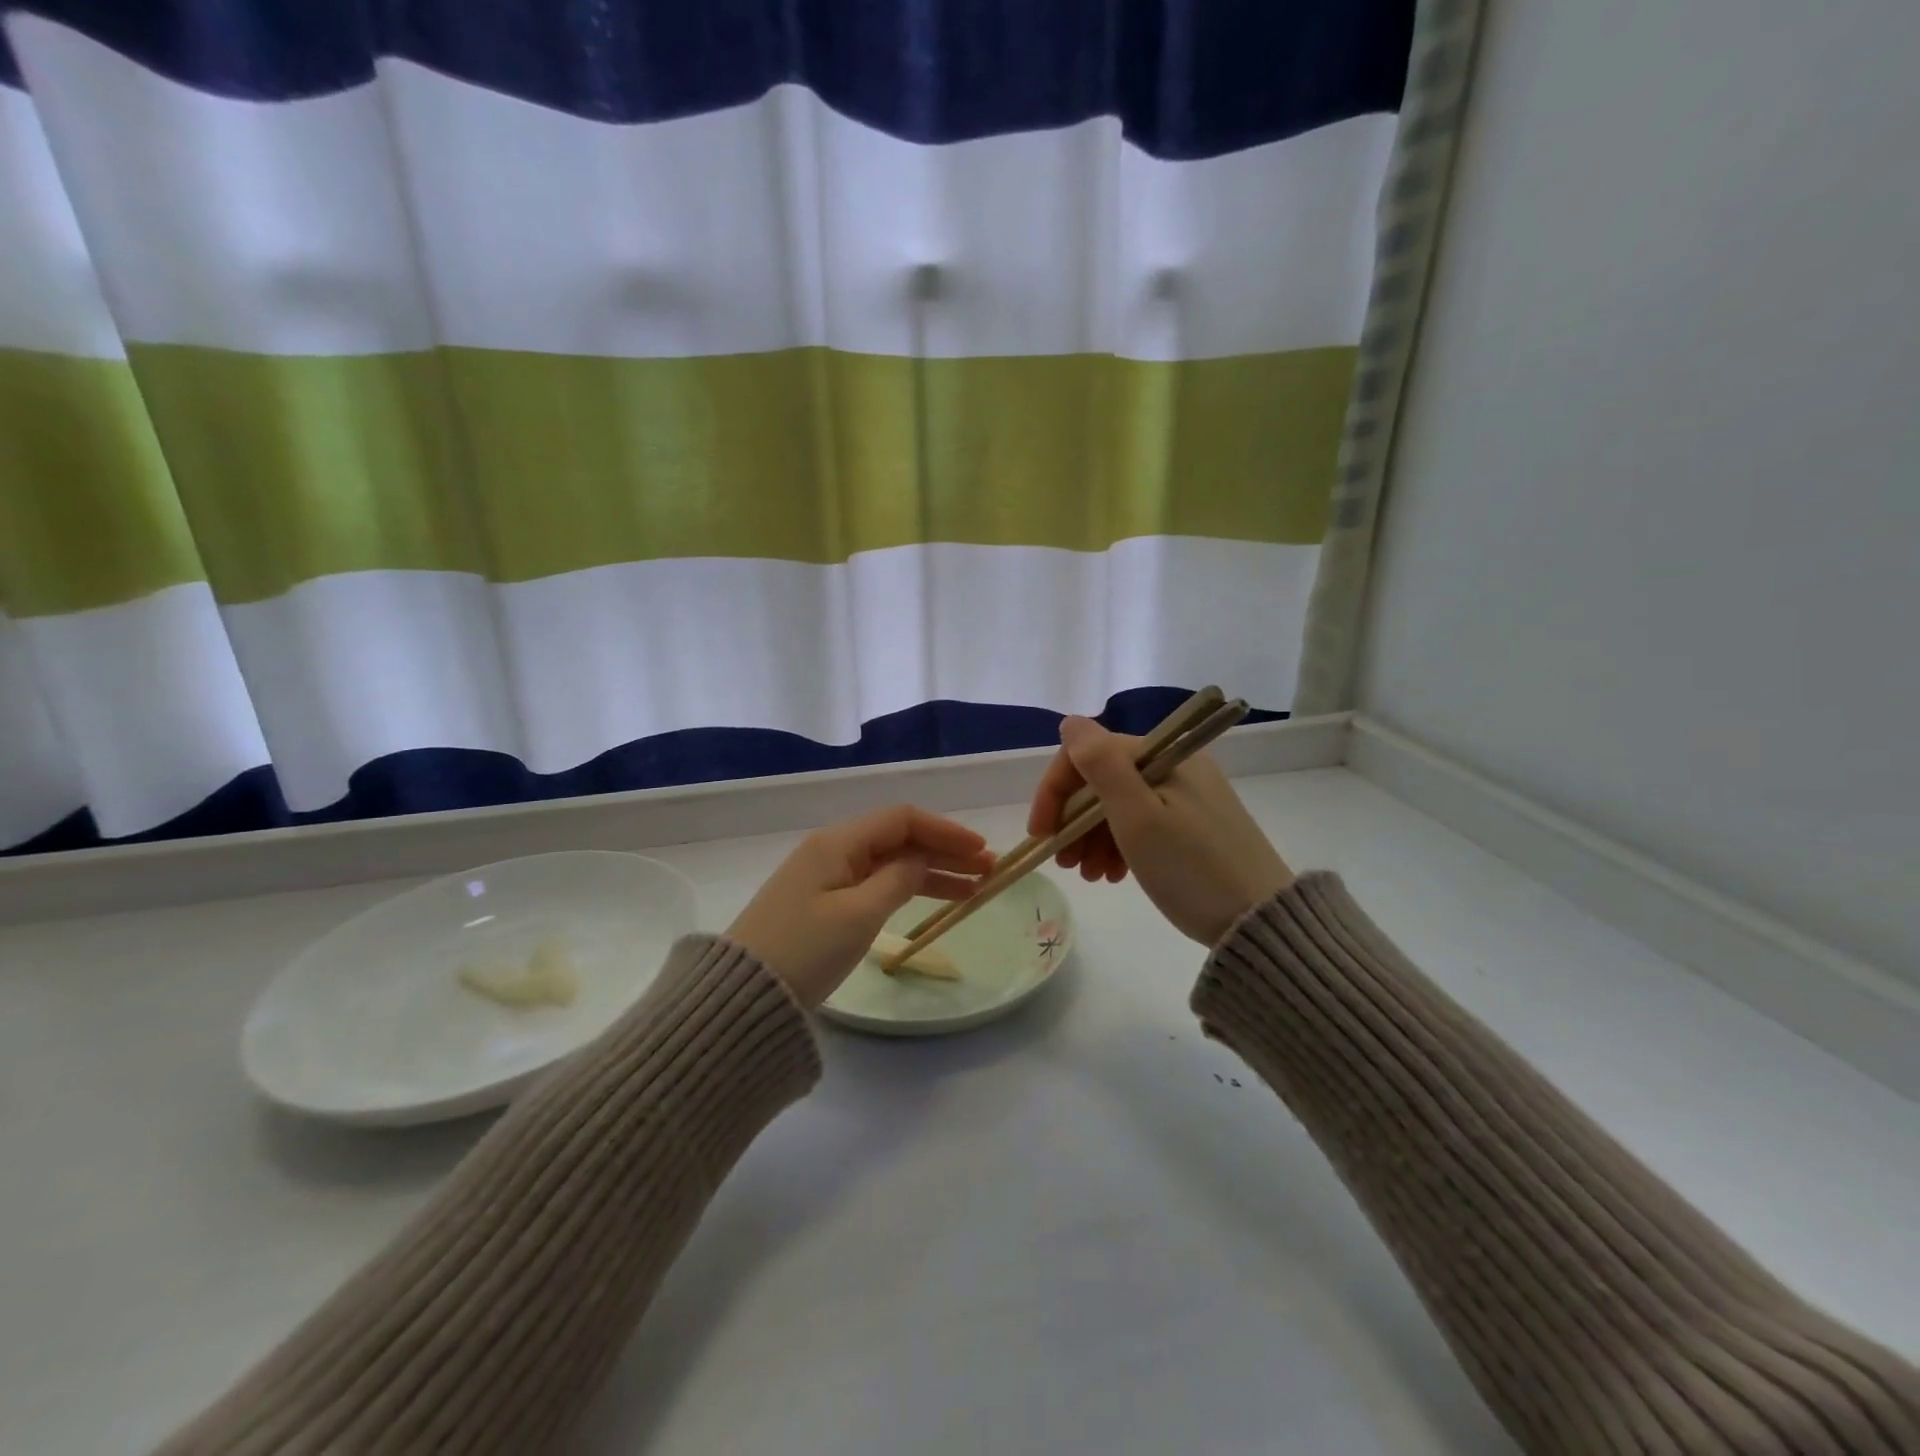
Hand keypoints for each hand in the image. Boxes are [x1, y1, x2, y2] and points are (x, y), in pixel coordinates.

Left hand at [726, 805, 995, 1007]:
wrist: (742, 999)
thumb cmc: (804, 951)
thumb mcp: (859, 914)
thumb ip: (898, 879)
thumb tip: (922, 859)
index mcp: (838, 842)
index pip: (902, 819)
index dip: (946, 830)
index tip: (981, 849)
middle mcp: (832, 850)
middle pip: (898, 839)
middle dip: (944, 851)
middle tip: (988, 870)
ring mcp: (825, 878)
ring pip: (889, 863)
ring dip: (930, 872)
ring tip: (973, 889)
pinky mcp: (821, 904)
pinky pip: (874, 884)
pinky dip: (905, 889)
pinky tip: (931, 900)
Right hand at [1028, 716, 1293, 945]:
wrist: (1260, 923)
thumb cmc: (1191, 869)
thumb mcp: (1138, 818)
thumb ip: (1101, 765)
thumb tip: (1071, 721)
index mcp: (1162, 756)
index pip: (1087, 755)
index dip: (1055, 790)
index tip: (1041, 834)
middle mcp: (1175, 765)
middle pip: (1103, 780)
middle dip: (1073, 820)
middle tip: (1065, 863)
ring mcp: (1187, 795)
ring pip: (1120, 804)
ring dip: (1092, 837)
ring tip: (1089, 876)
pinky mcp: (1195, 823)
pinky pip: (1143, 822)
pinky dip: (1119, 845)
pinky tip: (1113, 874)